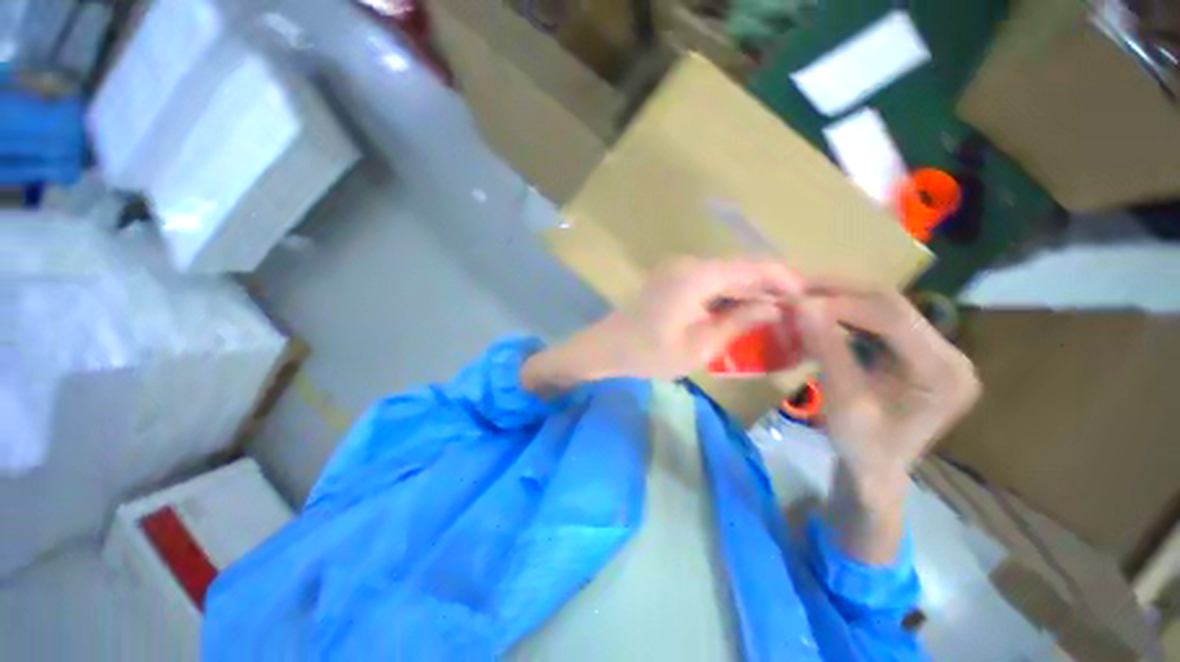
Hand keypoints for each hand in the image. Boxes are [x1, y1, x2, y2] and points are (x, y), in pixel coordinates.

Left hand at [522, 257, 801, 394]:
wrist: (608, 348)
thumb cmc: (650, 353)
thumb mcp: (700, 346)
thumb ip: (738, 322)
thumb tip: (773, 308)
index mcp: (697, 277)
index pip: (752, 267)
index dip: (783, 278)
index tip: (807, 295)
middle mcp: (689, 264)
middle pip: (739, 267)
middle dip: (769, 285)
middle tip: (795, 307)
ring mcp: (678, 269)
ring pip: (725, 273)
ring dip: (749, 289)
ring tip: (774, 311)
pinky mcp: (672, 278)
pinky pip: (709, 280)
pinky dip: (728, 293)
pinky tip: (741, 310)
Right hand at [797, 283, 980, 477]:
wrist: (876, 471)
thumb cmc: (862, 447)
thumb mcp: (843, 399)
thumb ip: (826, 349)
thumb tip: (800, 304)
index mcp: (942, 372)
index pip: (892, 317)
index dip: (841, 302)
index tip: (796, 299)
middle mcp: (949, 354)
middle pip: (892, 306)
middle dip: (840, 292)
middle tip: (797, 286)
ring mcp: (936, 352)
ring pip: (886, 308)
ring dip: (842, 299)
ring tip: (804, 295)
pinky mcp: (918, 353)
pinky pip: (881, 322)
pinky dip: (848, 314)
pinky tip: (823, 312)